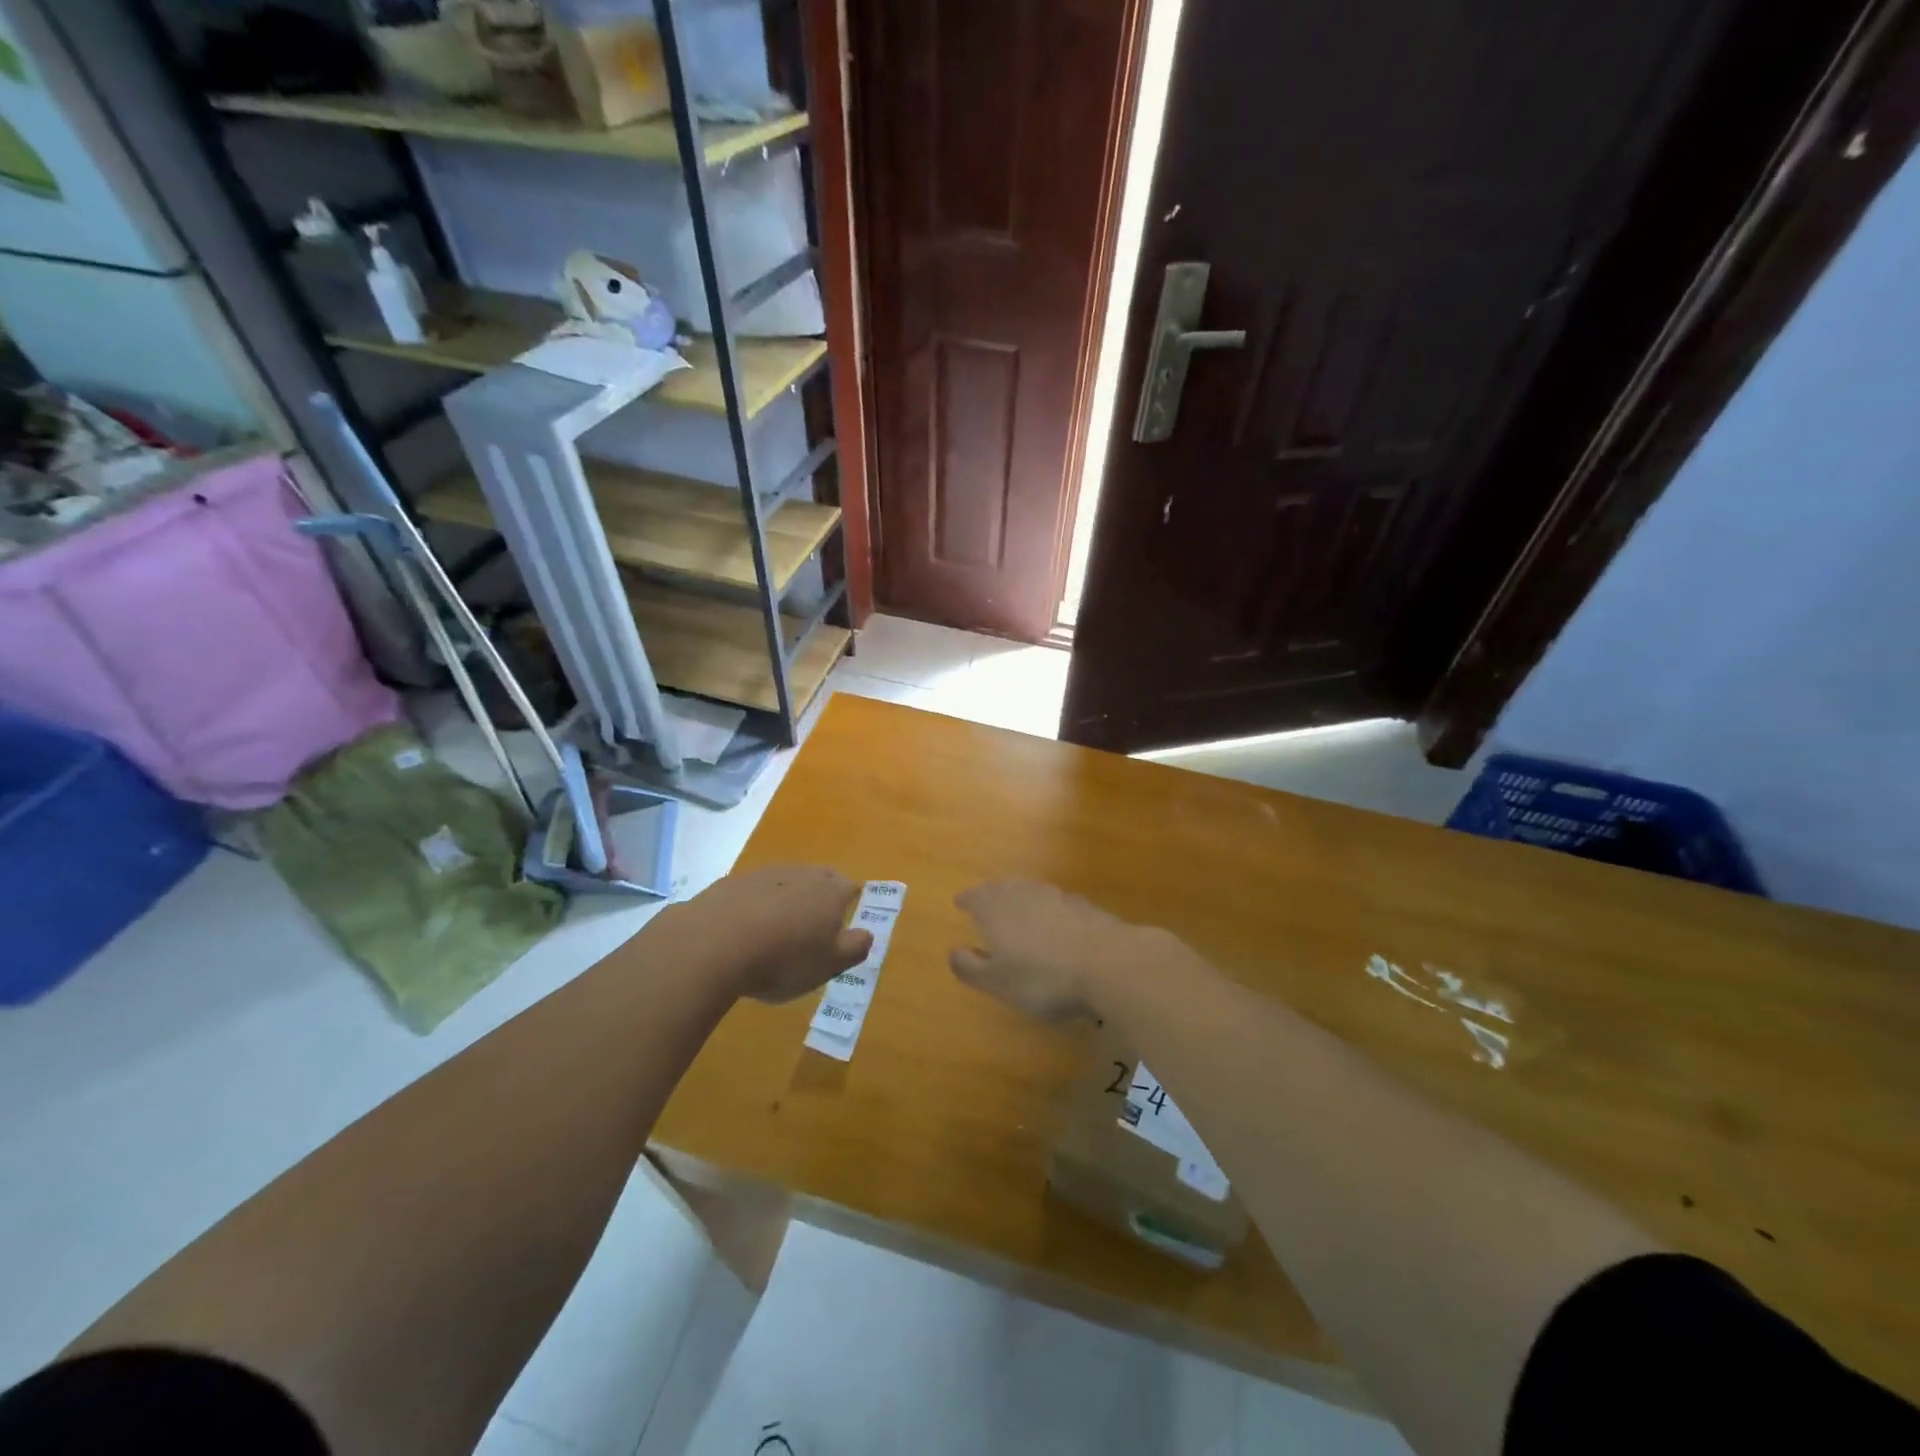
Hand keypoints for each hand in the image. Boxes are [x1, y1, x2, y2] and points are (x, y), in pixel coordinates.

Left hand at [677, 865, 871, 1003]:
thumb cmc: (783, 959)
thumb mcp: (830, 965)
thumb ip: (855, 947)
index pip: (850, 887)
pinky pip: (752, 891)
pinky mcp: (730, 883)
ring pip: (785, 881)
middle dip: (820, 895)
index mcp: (830, 892)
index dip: (850, 901)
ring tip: (778, 928)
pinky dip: (754, 905)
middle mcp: (800, 874)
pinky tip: (745, 929)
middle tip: (815, 921)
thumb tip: (868, 933)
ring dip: (786, 898)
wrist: (713, 944)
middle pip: (818, 878)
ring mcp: (764, 874)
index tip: (844, 920)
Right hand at [950, 879, 1153, 1023]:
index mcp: (996, 909)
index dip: (967, 900)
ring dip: (1021, 897)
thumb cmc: (1043, 977)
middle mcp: (1024, 893)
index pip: (975, 897)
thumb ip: (971, 967)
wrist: (1108, 963)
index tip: (960, 902)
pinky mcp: (1084, 906)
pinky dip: (1050, 908)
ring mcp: (1057, 896)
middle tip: (987, 901)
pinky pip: (1057, 902)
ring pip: (1031, 890)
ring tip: (1018, 908)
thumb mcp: (998, 982)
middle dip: (992, 894)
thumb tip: (953, 951)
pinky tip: (1056, 921)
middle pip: (1003, 888)